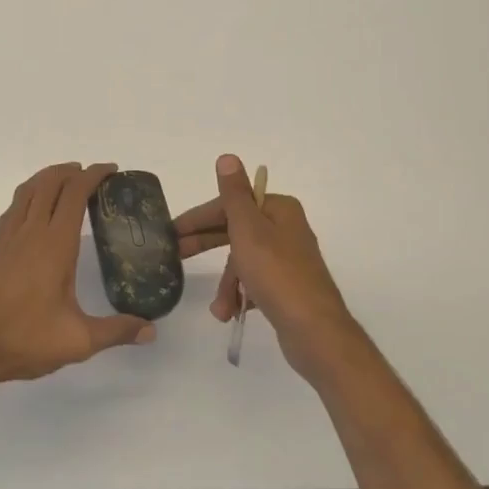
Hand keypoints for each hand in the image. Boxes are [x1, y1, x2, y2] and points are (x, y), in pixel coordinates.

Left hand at [0, 162, 154, 393]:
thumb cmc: (24, 339)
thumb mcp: (78, 341)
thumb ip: (116, 331)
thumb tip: (151, 330)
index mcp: (54, 244)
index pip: (74, 194)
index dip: (93, 176)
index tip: (110, 170)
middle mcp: (30, 232)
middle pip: (49, 183)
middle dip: (72, 171)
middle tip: (92, 174)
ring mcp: (8, 238)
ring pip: (27, 191)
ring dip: (48, 178)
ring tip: (65, 180)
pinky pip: (13, 207)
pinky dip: (29, 195)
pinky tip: (34, 211)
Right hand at [173, 154, 359, 380]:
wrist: (315, 331)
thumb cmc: (276, 274)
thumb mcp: (248, 229)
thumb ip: (234, 194)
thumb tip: (227, 157)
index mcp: (279, 209)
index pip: (231, 204)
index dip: (200, 217)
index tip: (173, 231)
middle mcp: (286, 229)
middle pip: (235, 230)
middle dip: (207, 246)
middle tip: (176, 254)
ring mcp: (289, 260)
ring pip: (244, 261)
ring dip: (227, 283)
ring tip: (219, 308)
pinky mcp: (288, 287)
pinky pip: (255, 282)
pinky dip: (241, 295)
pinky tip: (231, 313)